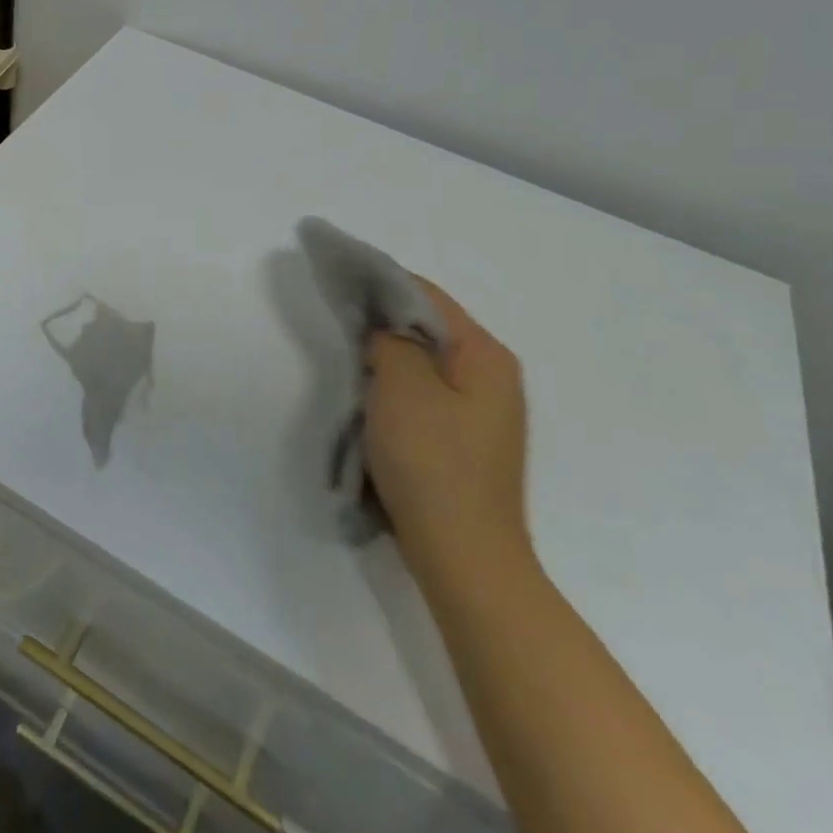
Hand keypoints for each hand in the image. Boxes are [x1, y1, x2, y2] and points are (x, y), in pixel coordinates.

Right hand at [365, 280, 530, 586]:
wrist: (465, 558)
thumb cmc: (432, 463)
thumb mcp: (401, 387)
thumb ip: (389, 341)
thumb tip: (384, 330)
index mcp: (485, 355)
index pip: (426, 295)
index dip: (381, 280)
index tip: (340, 274)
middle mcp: (493, 375)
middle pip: (429, 326)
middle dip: (384, 318)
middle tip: (340, 316)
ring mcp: (483, 411)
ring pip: (426, 361)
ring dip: (389, 355)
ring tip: (351, 353)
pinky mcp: (467, 440)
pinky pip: (428, 393)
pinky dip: (398, 385)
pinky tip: (372, 395)